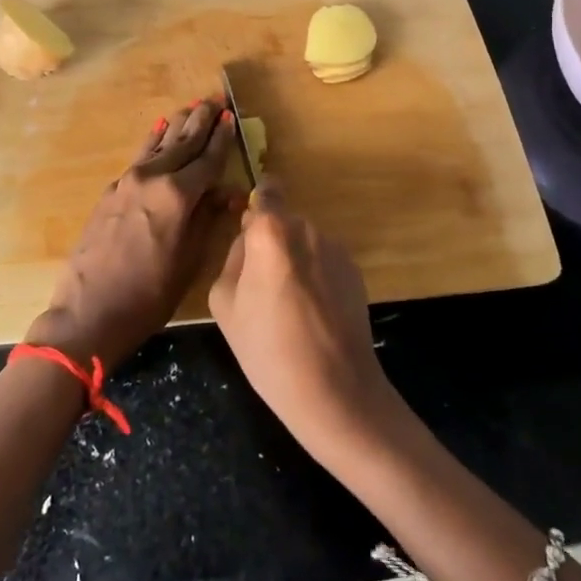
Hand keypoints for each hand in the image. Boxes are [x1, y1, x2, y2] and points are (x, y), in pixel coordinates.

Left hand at [26, 98, 235, 370]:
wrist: (89, 311)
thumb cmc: (149, 294)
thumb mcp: (189, 261)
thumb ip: (208, 220)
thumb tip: (227, 193)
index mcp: (177, 195)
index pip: (207, 159)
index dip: (222, 138)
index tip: (231, 116)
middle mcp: (152, 178)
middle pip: (182, 143)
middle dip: (201, 121)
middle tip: (215, 99)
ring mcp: (127, 182)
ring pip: (159, 144)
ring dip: (177, 125)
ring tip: (191, 106)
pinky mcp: (111, 191)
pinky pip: (140, 157)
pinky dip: (152, 141)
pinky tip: (158, 129)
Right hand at [207, 181, 399, 460]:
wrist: (335, 389)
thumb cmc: (268, 348)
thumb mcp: (225, 303)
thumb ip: (233, 259)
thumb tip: (248, 245)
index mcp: (271, 232)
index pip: (265, 191)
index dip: (255, 205)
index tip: (247, 230)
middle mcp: (307, 229)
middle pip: (281, 222)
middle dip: (269, 243)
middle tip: (259, 286)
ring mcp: (336, 249)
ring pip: (303, 243)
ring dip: (293, 261)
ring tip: (288, 307)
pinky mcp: (355, 271)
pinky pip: (323, 262)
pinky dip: (315, 277)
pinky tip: (312, 315)